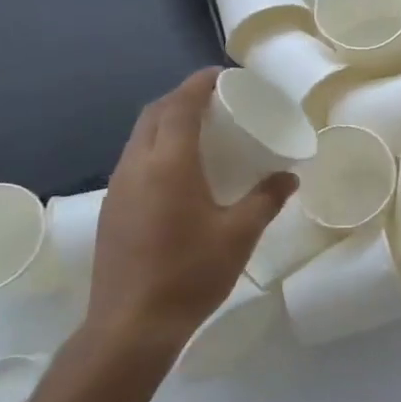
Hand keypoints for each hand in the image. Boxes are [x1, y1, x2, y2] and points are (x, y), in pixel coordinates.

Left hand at [83, 69, 296, 353]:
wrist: (131, 326)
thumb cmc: (190, 273)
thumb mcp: (240, 234)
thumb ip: (266, 199)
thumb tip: (289, 176)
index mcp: (169, 164)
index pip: (180, 106)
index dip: (199, 84)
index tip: (222, 75)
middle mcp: (136, 167)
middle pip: (153, 115)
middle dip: (181, 98)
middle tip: (216, 101)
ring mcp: (118, 189)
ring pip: (139, 137)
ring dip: (166, 123)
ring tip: (201, 130)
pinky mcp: (112, 210)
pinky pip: (134, 161)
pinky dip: (157, 148)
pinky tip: (180, 171)